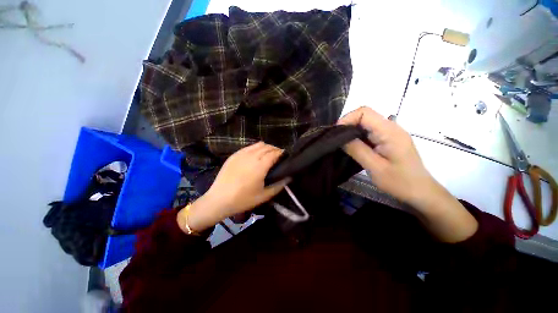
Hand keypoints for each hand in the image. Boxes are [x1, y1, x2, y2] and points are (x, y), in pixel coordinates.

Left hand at [177, 142, 289, 232]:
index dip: (281, 153)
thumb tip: (290, 177)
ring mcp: (241, 154)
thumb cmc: (243, 199)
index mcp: (260, 166)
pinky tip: (256, 156)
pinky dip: (256, 148)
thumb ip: (279, 185)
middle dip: (275, 149)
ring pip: (258, 144)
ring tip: (268, 155)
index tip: (286, 156)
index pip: (274, 153)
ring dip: (266, 147)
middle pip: (267, 147)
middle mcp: (251, 156)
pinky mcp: (234, 155)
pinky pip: (249, 147)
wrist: (219, 200)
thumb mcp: (264, 196)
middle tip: (278, 157)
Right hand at [338, 107, 477, 241]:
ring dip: (352, 131)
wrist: (421, 192)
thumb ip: (357, 150)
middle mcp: (391, 127)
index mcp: (389, 132)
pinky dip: (358, 136)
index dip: (348, 119)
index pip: (365, 112)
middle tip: (337, 140)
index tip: (336, 133)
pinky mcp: (388, 140)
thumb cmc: (400, 182)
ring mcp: (390, 133)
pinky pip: (370, 132)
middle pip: (365, 116)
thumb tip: (340, 138)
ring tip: (342, 144)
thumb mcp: (375, 167)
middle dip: (348, 125)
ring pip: (366, 123)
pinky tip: (353, 146)